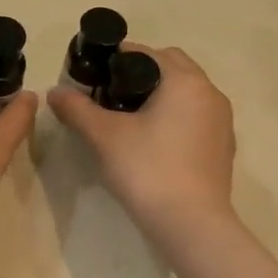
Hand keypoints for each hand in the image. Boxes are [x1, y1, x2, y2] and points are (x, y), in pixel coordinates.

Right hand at [49, 45, 236, 242]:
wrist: (191, 224)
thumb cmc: (147, 170)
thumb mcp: (104, 136)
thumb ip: (77, 109)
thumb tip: (54, 92)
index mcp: (185, 81)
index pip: (148, 53)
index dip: (118, 58)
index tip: (95, 74)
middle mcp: (210, 93)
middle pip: (172, 67)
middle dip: (142, 73)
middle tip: (111, 94)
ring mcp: (222, 121)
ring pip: (187, 93)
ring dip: (161, 95)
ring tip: (130, 117)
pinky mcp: (223, 147)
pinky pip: (196, 117)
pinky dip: (175, 117)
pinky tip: (154, 141)